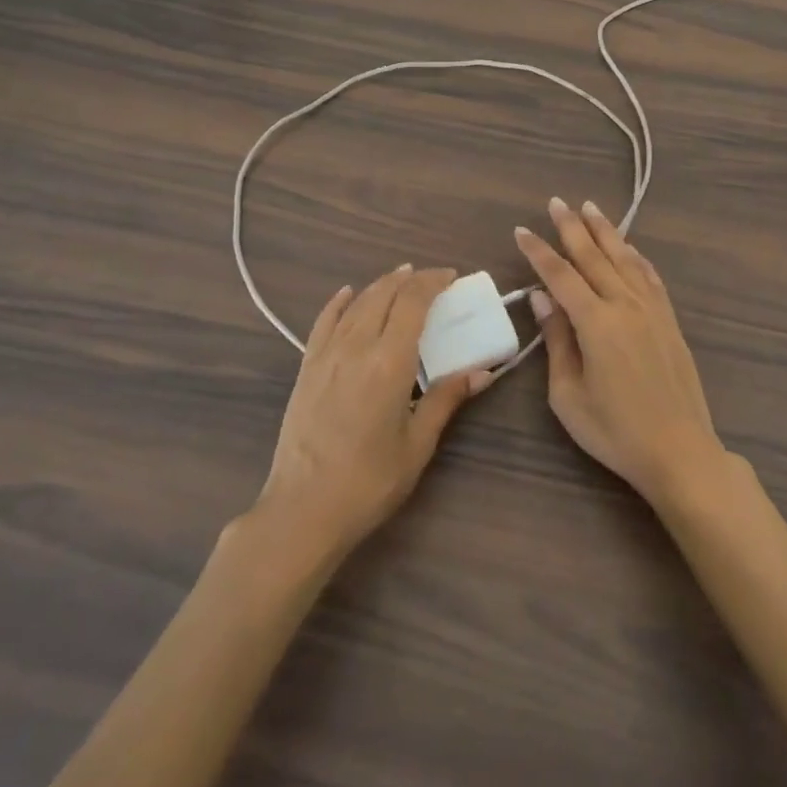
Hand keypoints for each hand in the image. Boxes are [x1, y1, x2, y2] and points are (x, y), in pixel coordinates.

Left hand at [255, 266, 487, 559]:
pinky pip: (323, 322)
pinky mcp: (306, 369)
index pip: (413, 302)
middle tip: (432, 279)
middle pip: (384, 295)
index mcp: (389, 362)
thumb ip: (446, 399)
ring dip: (380, 286)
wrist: (303, 509)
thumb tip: (482, 372)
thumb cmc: (369, 481)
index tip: (451, 277)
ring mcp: (326, 355)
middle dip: (410, 280)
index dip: (433, 282)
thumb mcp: (417, 444)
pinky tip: (347, 294)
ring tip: (400, 279)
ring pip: (356, 304)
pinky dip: (338, 303)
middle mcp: (356, 347)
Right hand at [515, 199, 727, 509]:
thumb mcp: (569, 395)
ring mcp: (652, 311)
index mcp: (596, 323)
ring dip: (606, 232)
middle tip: (556, 202)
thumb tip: (542, 298)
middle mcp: (625, 305)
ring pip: (625, 259)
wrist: (680, 451)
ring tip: (590, 208)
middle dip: (572, 227)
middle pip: (594, 256)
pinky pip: (650, 277)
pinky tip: (629, 249)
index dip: (538, 252)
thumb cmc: (615, 431)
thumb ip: (556, 341)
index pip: (560, 276)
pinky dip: (636, 257)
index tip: (522, 230)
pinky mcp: (670, 322)